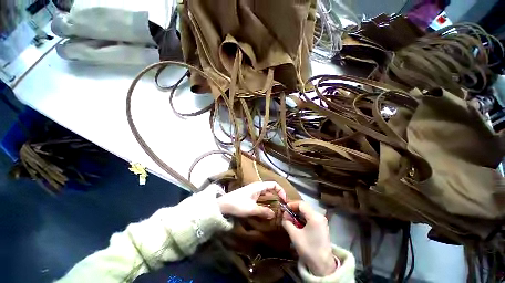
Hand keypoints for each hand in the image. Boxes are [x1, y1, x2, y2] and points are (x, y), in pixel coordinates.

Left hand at [217, 181, 286, 218]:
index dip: (281, 191)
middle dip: (277, 196)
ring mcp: (253, 191)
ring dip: (272, 200)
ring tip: (276, 209)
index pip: (274, 184)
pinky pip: (261, 197)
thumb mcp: (252, 209)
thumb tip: (274, 214)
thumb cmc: (238, 204)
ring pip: (266, 194)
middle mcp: (257, 187)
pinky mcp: (250, 195)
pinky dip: (266, 202)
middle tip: (282, 206)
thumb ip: (264, 211)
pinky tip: (267, 209)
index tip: (284, 201)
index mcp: (259, 186)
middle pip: (271, 189)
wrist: (223, 205)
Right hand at [282, 201, 335, 276]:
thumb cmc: (308, 249)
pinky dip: (302, 219)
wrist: (323, 265)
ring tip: (290, 220)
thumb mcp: (295, 235)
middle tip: (286, 215)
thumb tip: (284, 216)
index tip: (284, 209)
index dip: (291, 204)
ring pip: (307, 212)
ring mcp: (322, 221)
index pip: (301, 204)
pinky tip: (297, 224)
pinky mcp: (322, 226)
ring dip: (298, 214)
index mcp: (314, 216)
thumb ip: (287, 223)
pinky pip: (310, 218)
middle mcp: (320, 216)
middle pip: (304, 207)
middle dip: (294, 210)